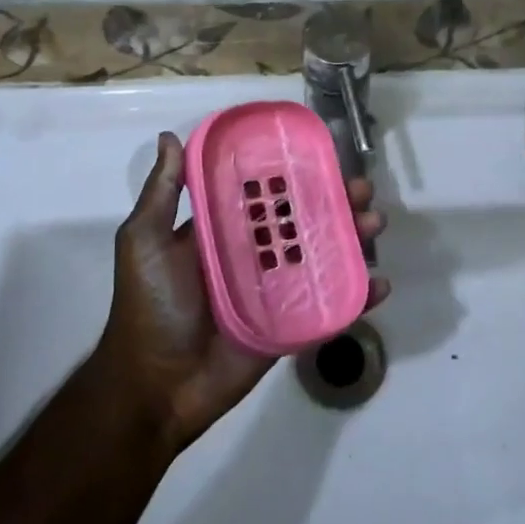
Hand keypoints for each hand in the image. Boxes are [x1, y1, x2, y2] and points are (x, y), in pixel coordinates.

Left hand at [94, 132, 388, 451]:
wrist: (156, 387)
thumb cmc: (150, 305)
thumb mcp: (145, 241)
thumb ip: (162, 193)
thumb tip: (170, 136)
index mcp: (223, 230)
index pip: (265, 194)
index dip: (294, 174)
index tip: (323, 154)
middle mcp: (253, 254)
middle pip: (303, 221)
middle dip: (335, 201)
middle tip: (362, 189)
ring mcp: (276, 291)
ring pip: (323, 256)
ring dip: (353, 238)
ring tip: (376, 223)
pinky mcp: (291, 326)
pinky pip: (329, 306)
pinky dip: (357, 295)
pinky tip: (379, 283)